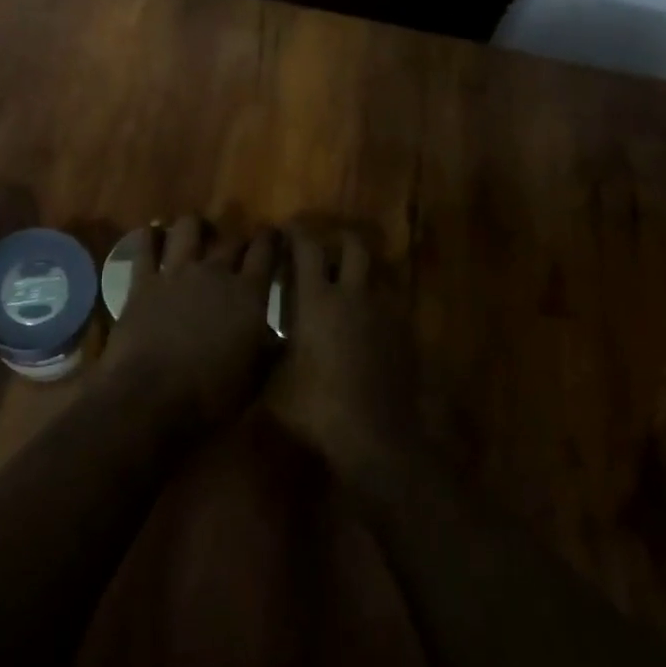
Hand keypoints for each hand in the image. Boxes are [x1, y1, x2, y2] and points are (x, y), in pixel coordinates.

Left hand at [99, 216, 277, 434]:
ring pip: (188, 228)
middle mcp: (214, 272)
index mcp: (248, 293)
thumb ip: (268, 351)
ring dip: (195, 227)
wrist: (150, 397)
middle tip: (238, 249)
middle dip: (238, 240)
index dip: (271, 239)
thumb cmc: (210, 396)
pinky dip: (150, 238)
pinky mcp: (143, 281)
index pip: (266, 251)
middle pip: (231, 239)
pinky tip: (153, 236)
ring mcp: (176, 272)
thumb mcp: (253, 379)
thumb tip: (278, 340)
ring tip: (196, 234)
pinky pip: (145, 247)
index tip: (273, 236)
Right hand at [266, 227, 415, 472]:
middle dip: (339, 239)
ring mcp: (384, 313)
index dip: (296, 233)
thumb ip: (268, 350)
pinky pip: (390, 305)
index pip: (307, 248)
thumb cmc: (316, 406)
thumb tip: (260, 336)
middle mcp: (354, 295)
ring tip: (348, 287)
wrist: (375, 437)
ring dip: (362, 273)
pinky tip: (367, 325)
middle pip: (354, 246)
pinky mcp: (405, 335)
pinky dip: (376, 305)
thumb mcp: (275, 381)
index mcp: (318, 299)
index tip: (287, 230)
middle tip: (325, 248)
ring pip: (377, 274)